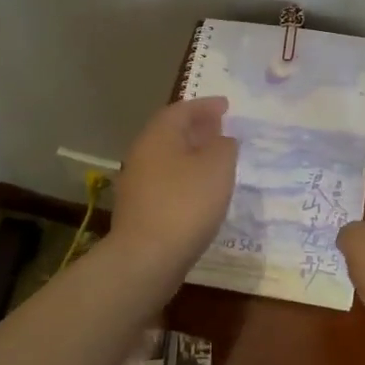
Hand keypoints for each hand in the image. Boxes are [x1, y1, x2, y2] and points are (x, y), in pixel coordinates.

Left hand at [108, 97, 237, 269]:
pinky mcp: (141, 211)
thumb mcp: (217, 167)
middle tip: (222, 129)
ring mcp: (138, 184)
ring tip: (217, 160)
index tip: (227, 106)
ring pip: (169, 159)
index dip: (205, 106)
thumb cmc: (186, 204)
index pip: (181, 109)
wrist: (146, 259)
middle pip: (171, 133)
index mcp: (158, 136)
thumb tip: (222, 139)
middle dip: (198, 128)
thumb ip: (224, 146)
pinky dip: (187, 178)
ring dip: (192, 155)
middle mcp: (143, 155)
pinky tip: (203, 191)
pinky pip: (168, 182)